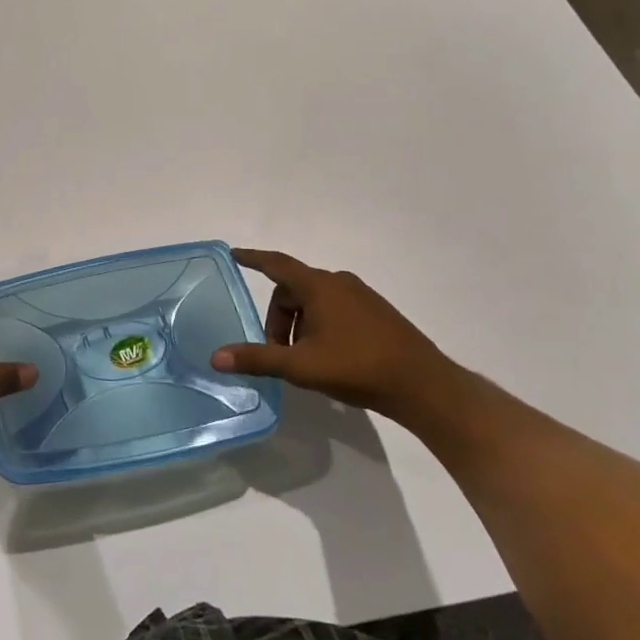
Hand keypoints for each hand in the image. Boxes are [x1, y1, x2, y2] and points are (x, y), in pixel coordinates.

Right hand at [210, 248, 458, 414]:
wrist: (423, 385)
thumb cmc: (357, 367)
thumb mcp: (301, 366)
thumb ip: (258, 359)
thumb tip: (216, 356)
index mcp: (319, 287)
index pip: (276, 264)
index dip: (253, 259)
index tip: (234, 254)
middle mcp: (339, 283)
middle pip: (292, 291)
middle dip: (278, 319)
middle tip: (277, 353)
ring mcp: (361, 296)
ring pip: (314, 302)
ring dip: (299, 326)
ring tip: (303, 361)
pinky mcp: (376, 313)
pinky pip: (334, 309)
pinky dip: (319, 327)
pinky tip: (327, 358)